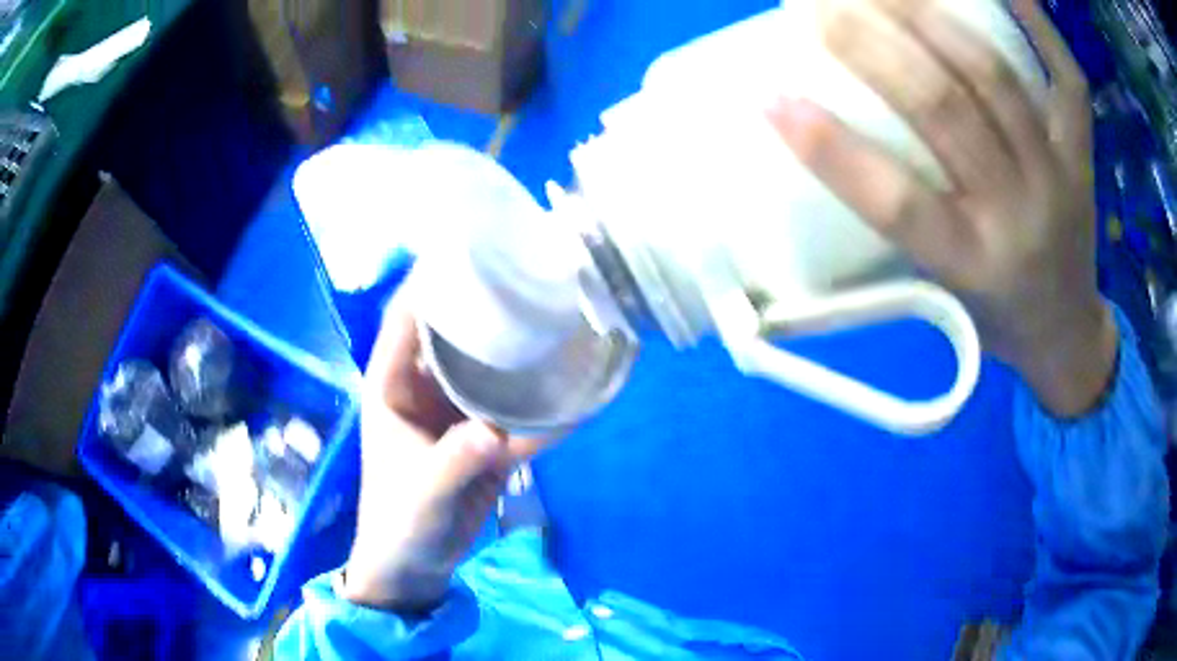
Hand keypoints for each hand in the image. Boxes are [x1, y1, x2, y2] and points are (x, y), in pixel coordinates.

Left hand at [342, 285, 547, 612]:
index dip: (426, 282)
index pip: (404, 320)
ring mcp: (458, 412)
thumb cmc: (399, 524)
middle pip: (454, 333)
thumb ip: (453, 463)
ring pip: (489, 368)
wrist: (416, 565)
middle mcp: (425, 388)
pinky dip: (544, 404)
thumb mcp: (421, 494)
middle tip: (525, 271)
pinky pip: (518, 413)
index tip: (463, 249)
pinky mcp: (486, 437)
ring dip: (518, 348)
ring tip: (558, 313)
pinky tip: (576, 385)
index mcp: (392, 387)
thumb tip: (495, 432)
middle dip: (483, 304)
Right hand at [768, 0, 1116, 416]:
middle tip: (815, 5)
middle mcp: (1018, 216)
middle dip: (871, 47)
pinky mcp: (1082, 152)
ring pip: (995, 77)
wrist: (1067, 333)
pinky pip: (1065, 76)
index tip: (770, 98)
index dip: (832, 150)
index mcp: (971, 266)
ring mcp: (1058, 175)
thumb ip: (896, 225)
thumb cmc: (994, 317)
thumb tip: (829, 150)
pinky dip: (1034, 21)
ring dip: (928, 18)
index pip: (898, 205)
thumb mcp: (940, 294)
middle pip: (945, 111)